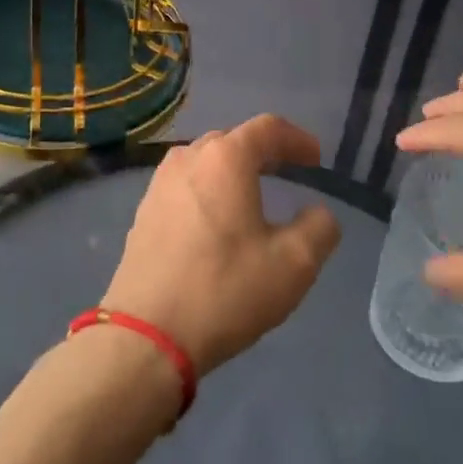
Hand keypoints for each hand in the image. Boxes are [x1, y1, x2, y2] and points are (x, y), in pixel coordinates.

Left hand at [103, 115, 342, 375]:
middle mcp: (188, 160)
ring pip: (204, 163)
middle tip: (289, 171)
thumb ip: (319, 228)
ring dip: (232, 171)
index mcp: (225, 159)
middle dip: (264, 151)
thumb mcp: (294, 264)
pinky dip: (208, 192)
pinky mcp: (143, 213)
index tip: (316, 159)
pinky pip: (185, 187)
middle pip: (232, 140)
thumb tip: (318, 214)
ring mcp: (159, 186)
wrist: (146, 335)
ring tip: (253, 193)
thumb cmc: (225, 290)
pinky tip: (217, 221)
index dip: (297, 139)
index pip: (267, 128)